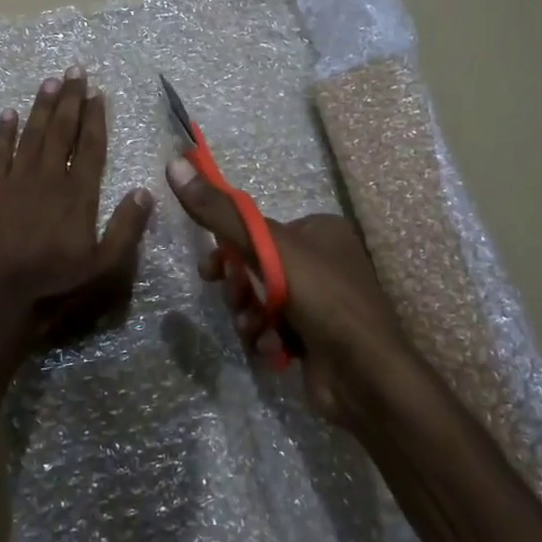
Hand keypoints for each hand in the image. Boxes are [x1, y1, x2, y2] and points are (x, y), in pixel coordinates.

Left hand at [0, 67, 153, 365]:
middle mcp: (49, 177)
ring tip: (49, 81)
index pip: (90, 147)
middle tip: (74, 70)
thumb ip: (126, 229)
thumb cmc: (50, 279)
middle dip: (69, 99)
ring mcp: (15, 178)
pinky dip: (3, 131)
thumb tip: (146, 191)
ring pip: (32, 134)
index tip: (97, 93)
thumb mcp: (101, 265)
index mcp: (78, 194)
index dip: (95, 118)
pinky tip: (8, 113)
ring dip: (41, 106)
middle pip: (61, 131)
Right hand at [166, 156, 411, 424]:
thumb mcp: (267, 247)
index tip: (210, 271)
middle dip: (240, 289)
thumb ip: (219, 211)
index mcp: (319, 230)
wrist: (366, 377)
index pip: (257, 230)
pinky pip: (274, 328)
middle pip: (255, 267)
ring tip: (258, 330)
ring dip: (250, 316)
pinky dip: (267, 337)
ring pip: (261, 300)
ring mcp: (320, 302)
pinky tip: (274, 349)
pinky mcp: (316, 337)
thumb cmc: (322, 298)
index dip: (228, 249)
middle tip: (239, 302)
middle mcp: (323, 260)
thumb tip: (174, 164)